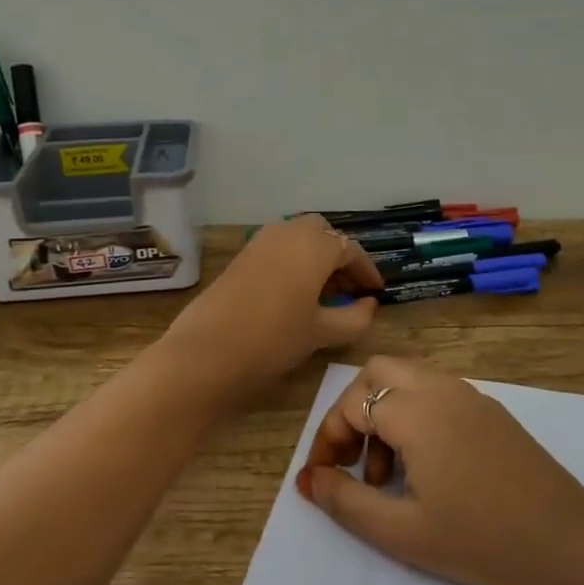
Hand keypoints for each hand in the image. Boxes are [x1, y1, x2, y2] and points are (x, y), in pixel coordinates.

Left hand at [163, 216, 382, 395]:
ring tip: (324, 293)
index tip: (376, 292)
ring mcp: (260, 241)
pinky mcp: (241, 256)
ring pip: (298, 237)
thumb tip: (369, 304)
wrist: (207, 352)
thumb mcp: (322, 332)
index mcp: (314, 245)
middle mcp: (288, 232)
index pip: (350, 250)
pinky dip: (293, 261)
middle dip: (339, 256)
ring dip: (314, 257)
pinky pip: (277, 248)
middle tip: (348, 288)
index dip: (366, 271)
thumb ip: (354, 317)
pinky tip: (295, 293)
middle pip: (323, 234)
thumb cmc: (274, 339)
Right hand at [295, 357, 583, 584]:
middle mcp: (442, 388)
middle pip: (378, 373)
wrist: (569, 543)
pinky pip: (437, 393)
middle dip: (353, 410)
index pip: (352, 403)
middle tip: (353, 461)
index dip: (328, 439)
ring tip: (388, 476)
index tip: (323, 480)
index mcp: (417, 410)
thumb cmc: (480, 540)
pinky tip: (426, 468)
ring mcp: (471, 395)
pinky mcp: (491, 411)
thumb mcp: (402, 532)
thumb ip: (346, 501)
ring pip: (408, 379)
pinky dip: (415, 415)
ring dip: (384, 414)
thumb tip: (308, 480)